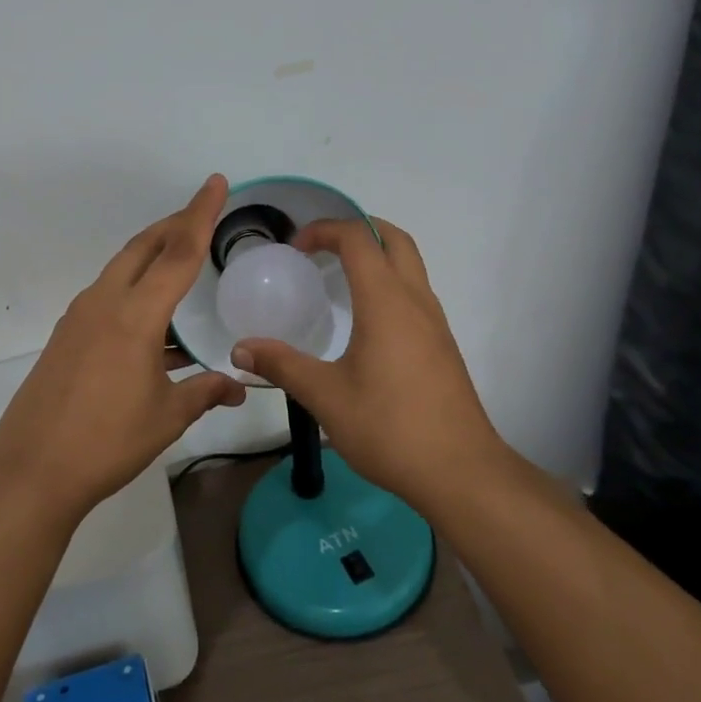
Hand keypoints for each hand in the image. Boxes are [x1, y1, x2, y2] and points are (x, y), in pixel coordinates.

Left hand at [0, 175, 247, 517]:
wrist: (31, 470)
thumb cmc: (107, 442)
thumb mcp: (166, 417)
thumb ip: (205, 393)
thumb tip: (238, 387)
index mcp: (135, 315)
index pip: (178, 252)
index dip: (201, 214)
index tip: (216, 182)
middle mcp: (104, 303)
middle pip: (143, 247)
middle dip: (174, 224)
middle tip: (203, 215)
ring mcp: (79, 317)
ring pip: (122, 268)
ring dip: (152, 257)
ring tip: (182, 264)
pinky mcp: (66, 336)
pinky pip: (108, 296)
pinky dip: (135, 291)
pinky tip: (154, 323)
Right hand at [230, 217, 498, 505]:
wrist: (460, 472)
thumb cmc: (390, 428)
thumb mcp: (325, 397)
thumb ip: (282, 366)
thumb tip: (240, 348)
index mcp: (386, 302)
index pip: (358, 239)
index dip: (324, 230)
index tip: (296, 248)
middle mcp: (415, 300)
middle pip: (393, 239)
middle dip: (357, 229)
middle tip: (321, 247)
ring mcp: (435, 322)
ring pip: (410, 264)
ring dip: (377, 254)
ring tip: (338, 277)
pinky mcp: (442, 344)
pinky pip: (415, 291)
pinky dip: (389, 282)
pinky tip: (365, 319)